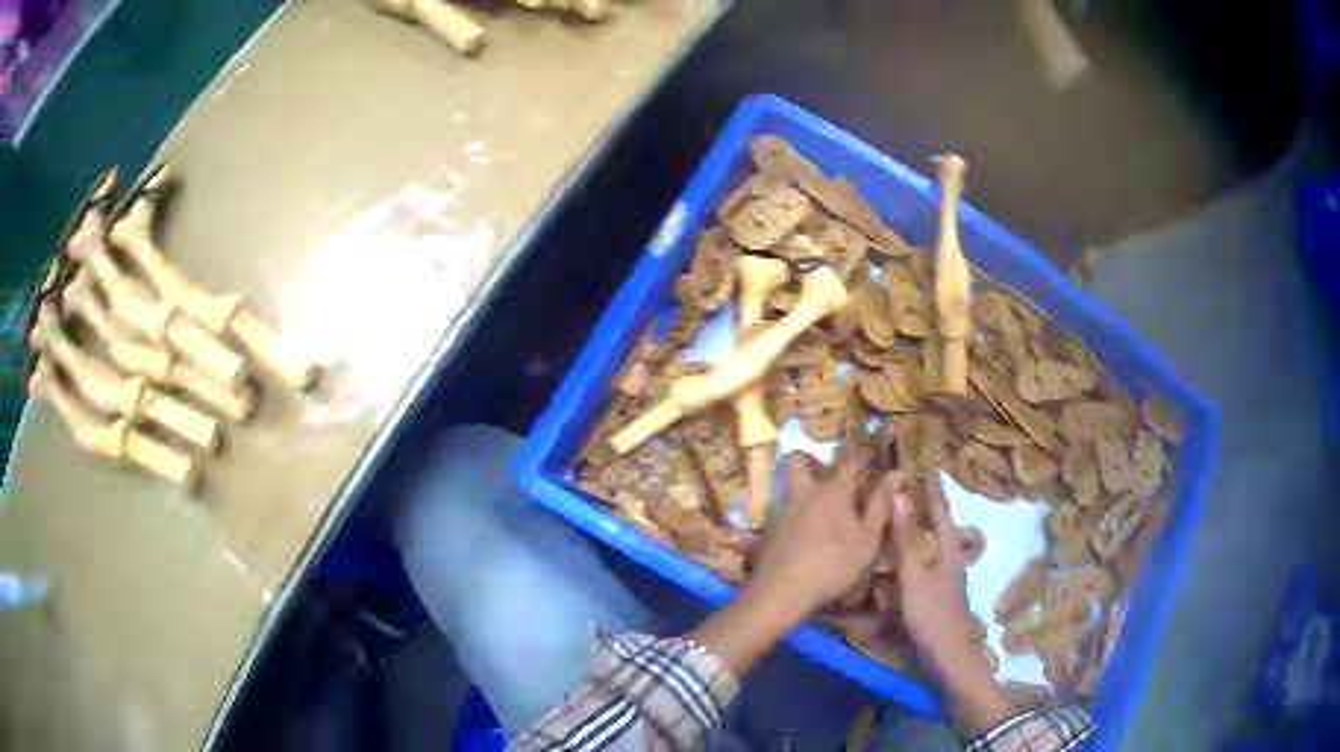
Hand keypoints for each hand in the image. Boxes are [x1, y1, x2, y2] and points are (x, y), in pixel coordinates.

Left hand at [688, 445, 892, 675]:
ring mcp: (782, 511)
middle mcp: (804, 494)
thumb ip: (880, 506)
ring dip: (801, 487)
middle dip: (811, 458)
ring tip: (819, 505)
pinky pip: (781, 511)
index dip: (863, 454)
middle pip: (798, 460)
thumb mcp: (866, 540)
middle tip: (826, 471)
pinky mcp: (768, 530)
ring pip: (788, 486)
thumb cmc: (832, 566)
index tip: (871, 450)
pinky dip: (793, 514)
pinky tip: (803, 532)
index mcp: (832, 492)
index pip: (850, 462)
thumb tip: (895, 474)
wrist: (780, 592)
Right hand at [887, 472, 1009, 733]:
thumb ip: (906, 538)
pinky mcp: (939, 593)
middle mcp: (951, 559)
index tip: (929, 463)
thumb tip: (899, 496)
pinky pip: (929, 560)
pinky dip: (919, 548)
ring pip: (936, 543)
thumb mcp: (914, 576)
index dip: (934, 487)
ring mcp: (947, 577)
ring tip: (910, 513)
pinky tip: (907, 556)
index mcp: (948, 550)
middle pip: (942, 524)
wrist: (947, 655)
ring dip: (925, 526)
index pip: (941, 510)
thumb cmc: (930, 614)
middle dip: (931, 503)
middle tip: (916, 484)